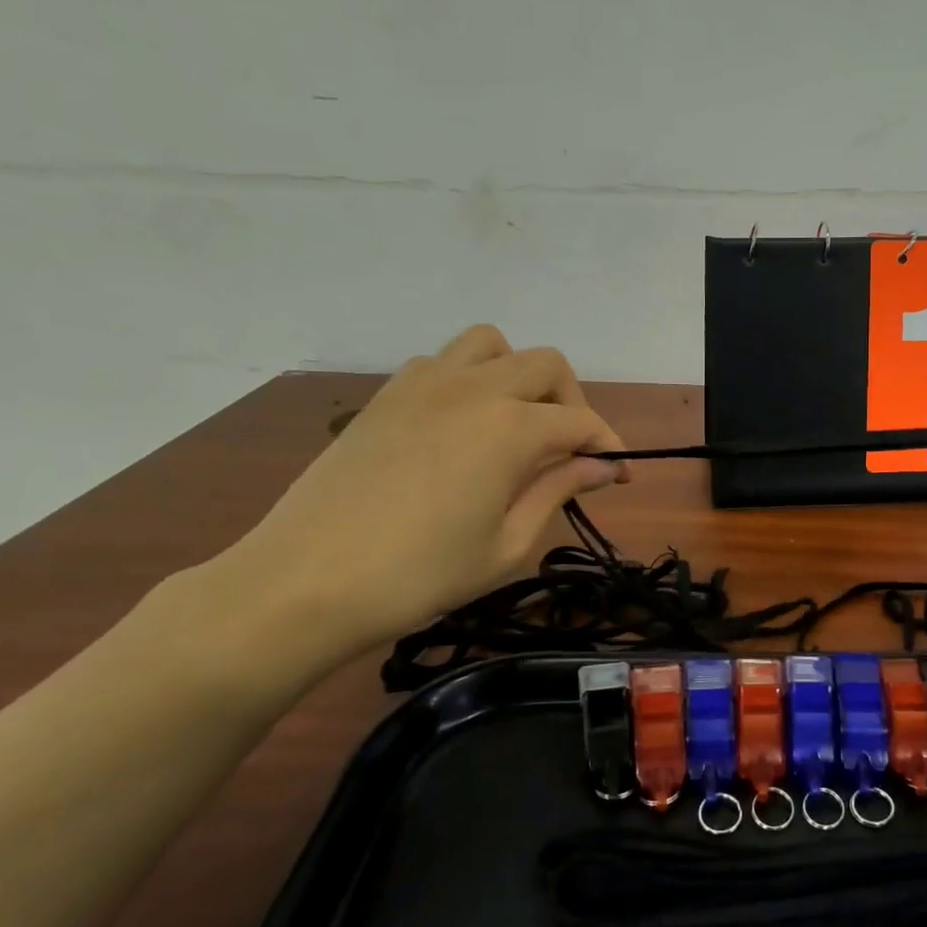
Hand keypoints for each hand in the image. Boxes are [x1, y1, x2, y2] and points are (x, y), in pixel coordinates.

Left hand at [209, 327, 625, 674]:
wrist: (306, 581)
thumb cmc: (420, 575)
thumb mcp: (507, 544)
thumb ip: (558, 491)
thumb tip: (601, 465)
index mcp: (510, 428)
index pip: (581, 422)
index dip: (609, 447)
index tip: (620, 476)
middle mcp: (473, 388)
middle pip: (546, 365)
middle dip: (572, 403)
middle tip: (569, 452)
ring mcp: (424, 383)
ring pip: (492, 345)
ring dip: (519, 375)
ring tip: (516, 423)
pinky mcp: (387, 394)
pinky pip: (443, 362)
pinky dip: (470, 379)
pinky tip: (462, 427)